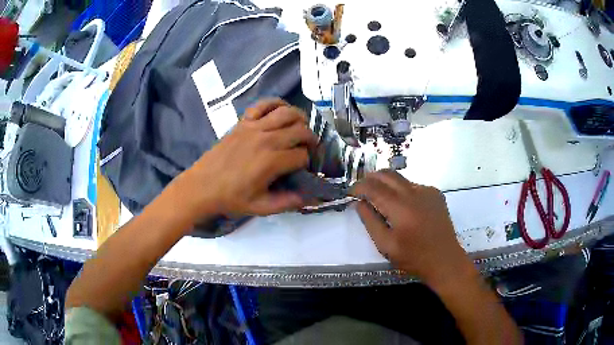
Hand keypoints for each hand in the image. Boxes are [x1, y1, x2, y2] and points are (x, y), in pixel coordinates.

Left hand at [176, 98, 316, 217]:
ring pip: (287, 113)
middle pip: (300, 130)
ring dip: (300, 119)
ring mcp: (254, 127)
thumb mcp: (261, 207)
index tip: (306, 169)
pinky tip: (281, 111)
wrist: (202, 186)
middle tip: (309, 149)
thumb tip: (312, 198)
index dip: (309, 162)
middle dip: (311, 140)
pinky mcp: (243, 122)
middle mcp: (266, 139)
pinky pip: (264, 104)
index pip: (302, 155)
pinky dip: (276, 104)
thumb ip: (288, 202)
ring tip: (301, 128)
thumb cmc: (231, 198)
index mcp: (272, 161)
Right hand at [352, 170, 474, 287]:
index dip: (359, 187)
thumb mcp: (386, 245)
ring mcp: (427, 191)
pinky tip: (402, 205)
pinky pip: (413, 185)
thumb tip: (359, 203)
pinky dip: (402, 190)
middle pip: (388, 175)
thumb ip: (370, 222)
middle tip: (361, 188)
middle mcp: (414, 193)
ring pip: (401, 179)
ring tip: (379, 196)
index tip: (351, 192)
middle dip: (371, 178)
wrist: (444, 259)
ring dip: (386, 183)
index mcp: (400, 208)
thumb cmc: (413, 257)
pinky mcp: (435, 193)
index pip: (374, 188)